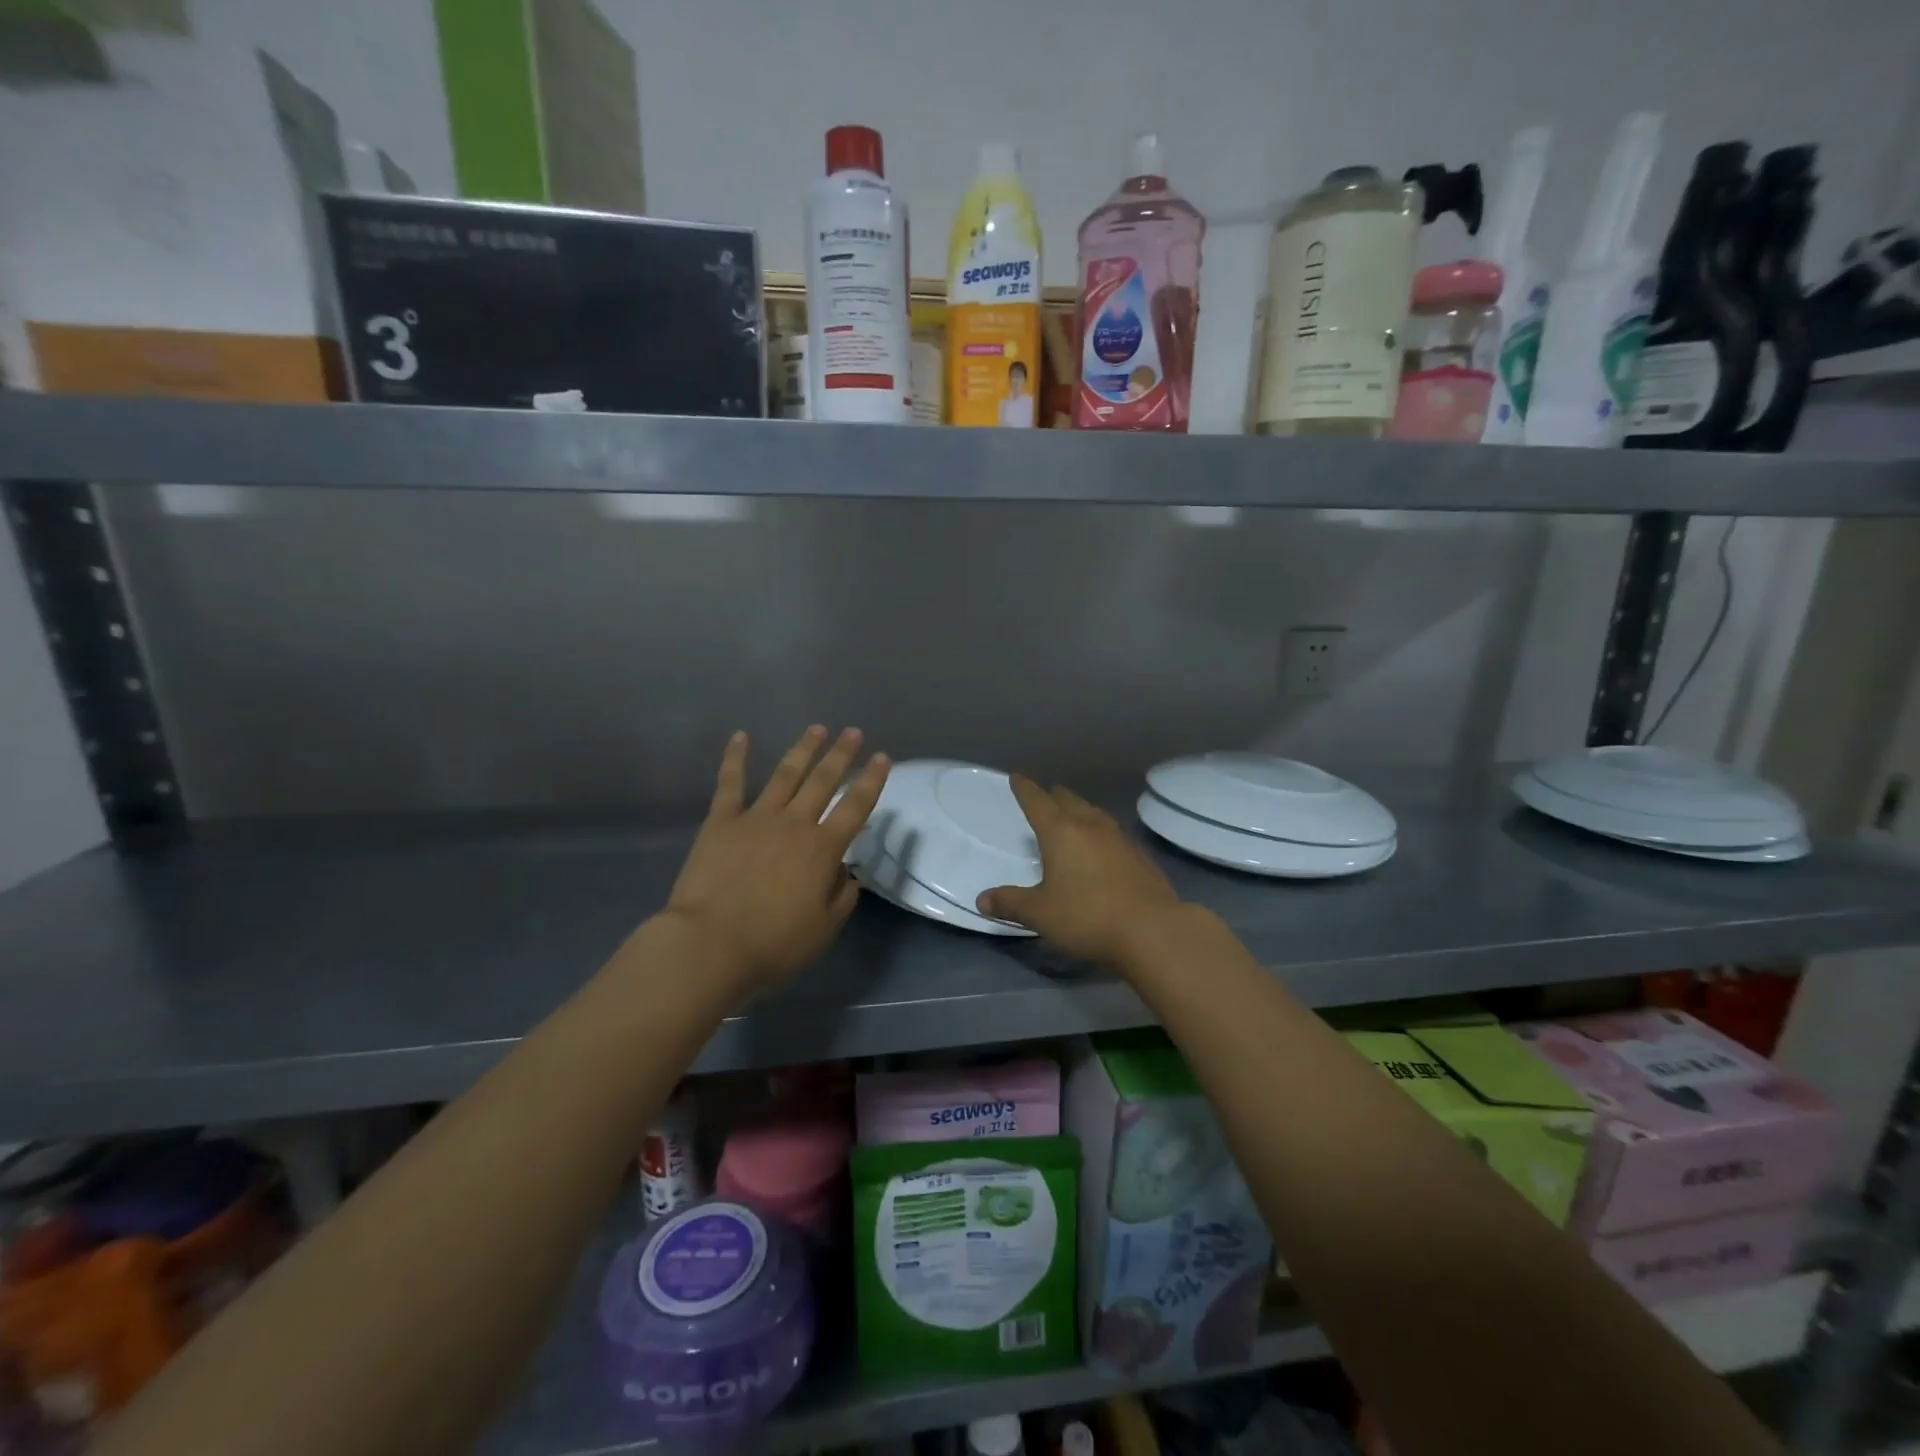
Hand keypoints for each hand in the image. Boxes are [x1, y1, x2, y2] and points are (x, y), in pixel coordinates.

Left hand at [661, 726, 889, 992]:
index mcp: (823, 849)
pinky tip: (741, 736)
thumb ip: (841, 895)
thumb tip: (846, 872)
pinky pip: (730, 783)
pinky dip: (735, 758)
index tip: (883, 757)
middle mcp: (795, 823)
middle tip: (853, 732)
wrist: (711, 943)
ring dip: (803, 750)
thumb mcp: (824, 928)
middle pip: (823, 781)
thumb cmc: (774, 943)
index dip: (872, 781)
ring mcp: (757, 818)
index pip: (856, 807)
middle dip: (841, 755)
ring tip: (817, 728)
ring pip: (786, 774)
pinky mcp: (721, 821)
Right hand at [976, 777, 1184, 965]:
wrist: (1152, 930)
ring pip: (1094, 813)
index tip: (1017, 777)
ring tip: (1073, 815)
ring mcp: (1120, 838)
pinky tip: (1103, 846)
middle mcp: (1090, 826)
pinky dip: (1101, 832)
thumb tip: (982, 900)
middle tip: (1045, 796)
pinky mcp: (1140, 856)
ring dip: (1080, 810)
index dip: (1024, 789)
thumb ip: (1010, 903)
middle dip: (1053, 796)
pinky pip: (1113, 833)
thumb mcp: (1040, 913)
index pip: (1037, 801)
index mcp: (1060, 832)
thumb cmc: (1086, 916)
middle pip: (1068, 801)